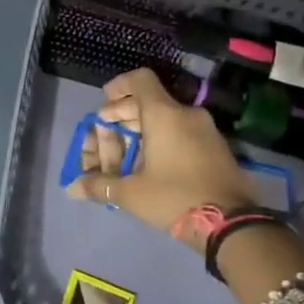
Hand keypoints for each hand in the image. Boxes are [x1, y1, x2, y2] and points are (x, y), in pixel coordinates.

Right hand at [64, 68, 254, 245]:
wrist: (231, 223)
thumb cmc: (174, 198)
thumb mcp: (131, 194)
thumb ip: (100, 185)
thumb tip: (72, 189)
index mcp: (164, 115)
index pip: (139, 80)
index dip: (118, 87)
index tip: (104, 102)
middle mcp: (186, 114)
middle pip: (150, 101)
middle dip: (124, 114)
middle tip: (106, 133)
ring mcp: (205, 130)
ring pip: (166, 118)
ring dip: (142, 128)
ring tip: (125, 152)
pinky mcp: (216, 148)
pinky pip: (182, 132)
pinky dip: (162, 138)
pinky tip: (149, 162)